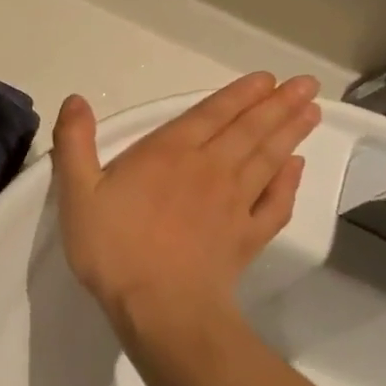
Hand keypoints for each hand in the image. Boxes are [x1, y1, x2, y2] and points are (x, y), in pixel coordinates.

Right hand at [52, 73, 321, 341]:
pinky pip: (275, 203)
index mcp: (168, 154)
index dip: (238, 95)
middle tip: (305, 85)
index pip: (209, 115)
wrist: (160, 306)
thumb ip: (74, 143)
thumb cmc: (114, 248)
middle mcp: (209, 169)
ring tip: (311, 111)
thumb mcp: (77, 193)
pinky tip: (297, 168)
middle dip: (276, 105)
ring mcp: (233, 204)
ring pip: (268, 159)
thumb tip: (76, 99)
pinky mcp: (247, 236)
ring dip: (289, 133)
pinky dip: (289, 183)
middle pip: (248, 130)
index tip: (266, 79)